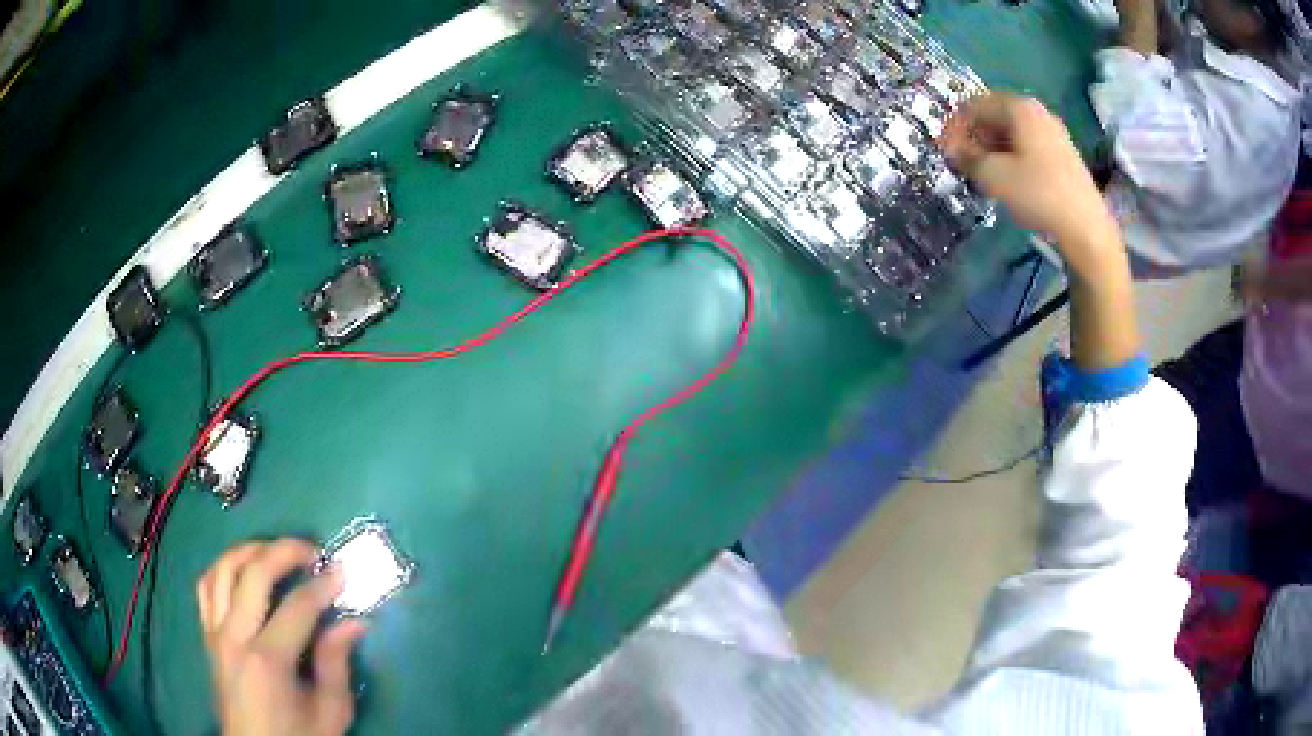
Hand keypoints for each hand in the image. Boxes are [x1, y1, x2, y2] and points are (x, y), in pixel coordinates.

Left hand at [197, 538, 367, 735]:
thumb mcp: (330, 713)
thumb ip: (337, 665)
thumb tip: (354, 623)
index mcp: (269, 660)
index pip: (297, 606)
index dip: (323, 585)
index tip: (342, 572)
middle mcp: (235, 637)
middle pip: (253, 573)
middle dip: (284, 551)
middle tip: (311, 551)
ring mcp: (215, 633)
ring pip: (223, 569)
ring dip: (250, 551)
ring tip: (275, 552)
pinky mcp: (207, 635)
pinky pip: (206, 586)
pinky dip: (223, 568)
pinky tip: (243, 571)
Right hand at [941, 93, 1139, 369]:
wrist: (1086, 228)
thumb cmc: (1038, 194)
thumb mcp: (993, 176)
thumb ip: (967, 157)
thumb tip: (954, 150)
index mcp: (1018, 107)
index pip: (973, 105)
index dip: (954, 127)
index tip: (944, 152)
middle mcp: (1036, 111)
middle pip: (994, 116)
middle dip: (974, 137)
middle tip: (962, 164)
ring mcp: (1053, 132)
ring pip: (1011, 132)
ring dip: (991, 149)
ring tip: (983, 175)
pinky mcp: (1063, 153)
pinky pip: (1027, 146)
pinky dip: (1011, 157)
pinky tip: (1008, 180)